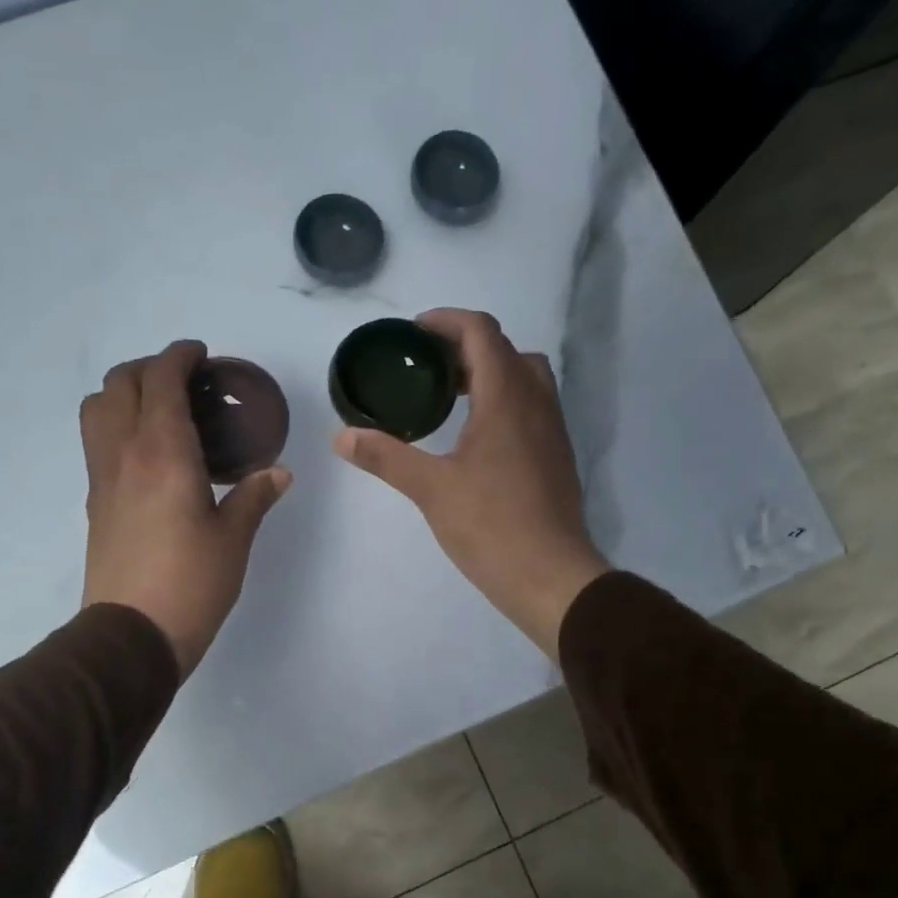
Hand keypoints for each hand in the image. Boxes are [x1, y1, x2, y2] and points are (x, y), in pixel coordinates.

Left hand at [81, 340, 291, 675]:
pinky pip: (97, 442)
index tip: (201, 355)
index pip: (161, 379)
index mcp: (163, 451)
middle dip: (150, 368)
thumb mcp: (233, 539)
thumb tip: (279, 474)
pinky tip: (148, 454)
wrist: (133, 634)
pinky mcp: (95, 503)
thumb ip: (254, 497)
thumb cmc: (191, 583)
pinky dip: (116, 425)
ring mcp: (102, 477)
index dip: (179, 356)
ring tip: (158, 410)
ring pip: (96, 408)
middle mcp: (124, 453)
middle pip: (120, 383)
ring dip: (123, 393)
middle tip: (184, 381)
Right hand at [332, 308, 608, 661]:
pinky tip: (474, 438)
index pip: (481, 332)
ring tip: (449, 399)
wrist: (551, 576)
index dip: (447, 321)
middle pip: (506, 350)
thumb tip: (341, 436)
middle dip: (466, 347)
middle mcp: (536, 403)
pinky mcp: (556, 457)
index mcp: (506, 397)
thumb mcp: (431, 489)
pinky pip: (531, 408)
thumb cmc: (491, 526)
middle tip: (427, 368)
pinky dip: (503, 402)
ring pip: (525, 379)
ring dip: (489, 374)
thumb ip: (386, 457)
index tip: (414, 332)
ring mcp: (553, 431)